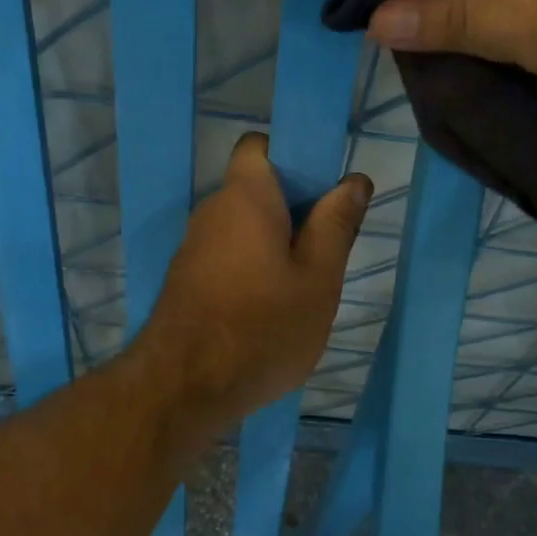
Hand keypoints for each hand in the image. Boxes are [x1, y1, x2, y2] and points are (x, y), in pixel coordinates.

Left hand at [132, 133, 371, 441]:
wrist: (183, 390)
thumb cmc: (262, 327)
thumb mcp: (318, 279)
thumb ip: (336, 225)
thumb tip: (354, 180)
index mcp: (245, 198)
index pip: (259, 145)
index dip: (293, 157)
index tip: (323, 193)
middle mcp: (212, 211)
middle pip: (257, 190)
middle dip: (295, 209)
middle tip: (328, 249)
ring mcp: (194, 247)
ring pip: (245, 227)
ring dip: (276, 243)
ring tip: (305, 285)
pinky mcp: (186, 280)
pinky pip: (228, 255)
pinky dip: (252, 267)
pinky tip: (271, 308)